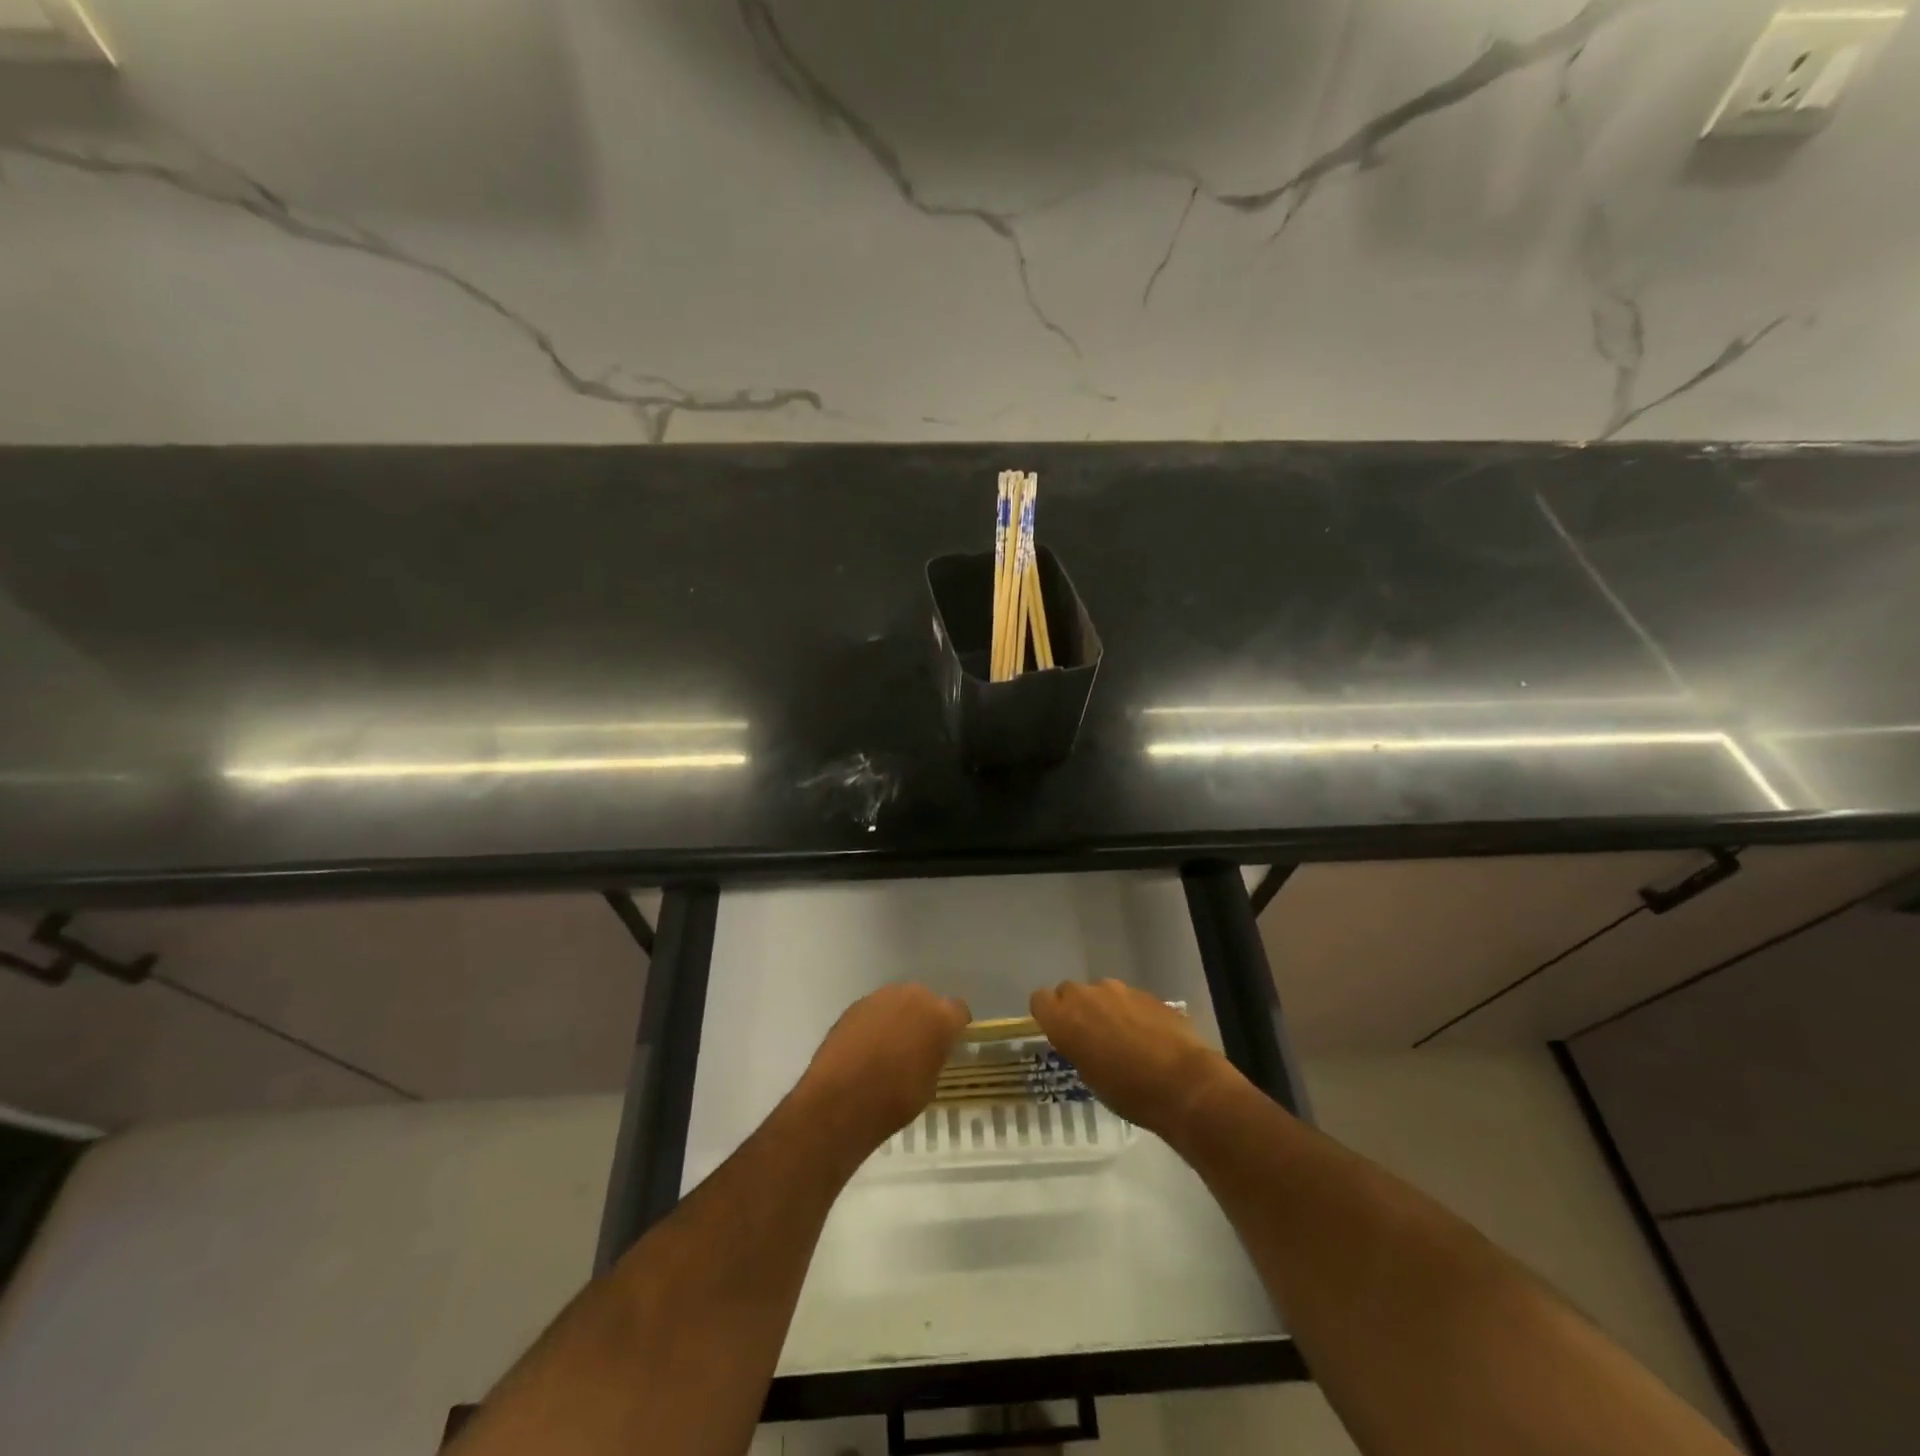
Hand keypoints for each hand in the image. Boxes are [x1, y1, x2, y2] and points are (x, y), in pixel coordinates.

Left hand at [797, 984, 970, 1155]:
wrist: (840, 1100)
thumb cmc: (894, 1099)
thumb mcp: (929, 1085)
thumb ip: (934, 1057)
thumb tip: (928, 1051)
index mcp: (940, 1016)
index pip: (959, 1011)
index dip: (955, 1027)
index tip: (949, 1044)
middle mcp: (914, 996)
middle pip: (927, 1001)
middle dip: (925, 1019)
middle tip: (918, 1046)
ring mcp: (881, 997)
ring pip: (899, 1002)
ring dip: (898, 1018)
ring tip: (888, 1047)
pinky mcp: (856, 1004)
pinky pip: (875, 1010)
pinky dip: (875, 1024)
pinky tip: (866, 1048)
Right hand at [1030, 979, 1237, 1139]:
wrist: (1183, 1083)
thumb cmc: (1128, 1091)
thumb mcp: (1089, 1076)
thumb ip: (1076, 1046)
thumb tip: (1080, 1039)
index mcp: (1065, 1017)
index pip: (1039, 999)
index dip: (1048, 1014)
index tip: (1059, 1033)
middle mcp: (1087, 995)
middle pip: (1069, 991)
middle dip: (1076, 1009)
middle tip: (1090, 1037)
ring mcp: (1120, 990)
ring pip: (1101, 993)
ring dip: (1104, 1009)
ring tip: (1122, 1039)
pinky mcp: (1147, 993)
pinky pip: (1128, 999)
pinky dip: (1131, 1012)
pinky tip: (1146, 1037)